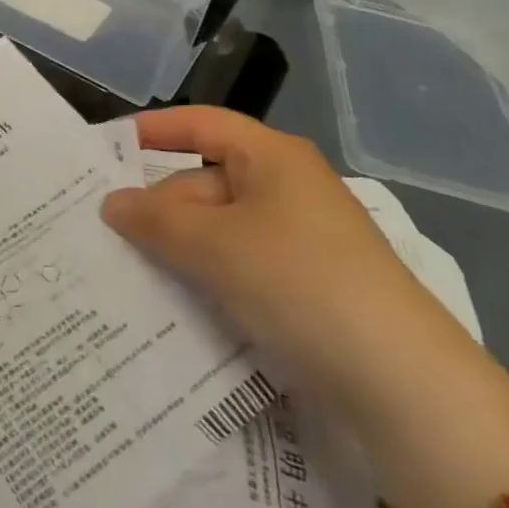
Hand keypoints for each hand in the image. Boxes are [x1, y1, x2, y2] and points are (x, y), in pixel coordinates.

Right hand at [100, 107, 494, 440]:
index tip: (107, 148)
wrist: (401, 382)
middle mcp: (287, 188)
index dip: (153, 129)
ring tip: (128, 272)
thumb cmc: (298, 283)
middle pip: (205, 181)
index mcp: (272, 157)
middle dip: (159, 205)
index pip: (202, 124)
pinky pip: (240, 265)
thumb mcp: (215, 245)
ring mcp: (299, 239)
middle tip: (106, 234)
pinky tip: (175, 303)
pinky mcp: (306, 285)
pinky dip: (207, 277)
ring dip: (178, 247)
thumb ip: (156, 219)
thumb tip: (112, 203)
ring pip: (220, 228)